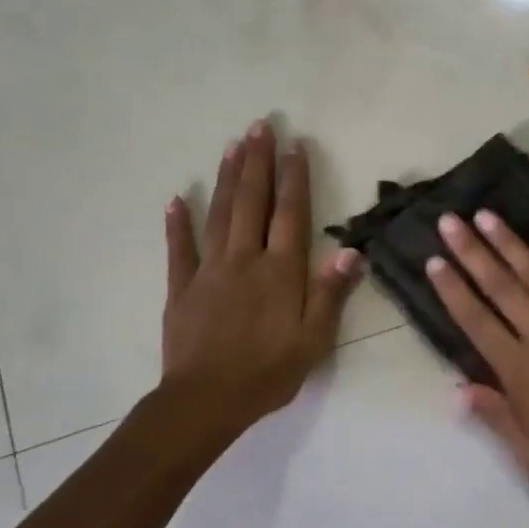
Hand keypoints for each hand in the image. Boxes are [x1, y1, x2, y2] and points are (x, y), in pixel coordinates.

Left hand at [161, 121, 361, 432]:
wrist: (206, 401)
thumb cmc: (268, 372)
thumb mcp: (313, 339)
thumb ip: (330, 292)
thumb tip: (352, 250)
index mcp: (280, 272)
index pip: (290, 214)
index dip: (293, 178)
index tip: (295, 145)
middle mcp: (245, 260)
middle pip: (252, 202)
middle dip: (257, 162)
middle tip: (260, 126)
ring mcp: (209, 271)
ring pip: (219, 215)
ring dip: (226, 178)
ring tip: (232, 146)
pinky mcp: (181, 288)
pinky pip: (179, 249)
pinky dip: (177, 223)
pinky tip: (176, 199)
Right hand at [426, 211, 528, 505]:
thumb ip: (495, 416)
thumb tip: (458, 388)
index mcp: (519, 370)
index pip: (476, 320)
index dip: (453, 289)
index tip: (434, 261)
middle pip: (501, 287)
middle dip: (472, 252)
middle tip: (450, 221)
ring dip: (510, 244)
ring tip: (486, 216)